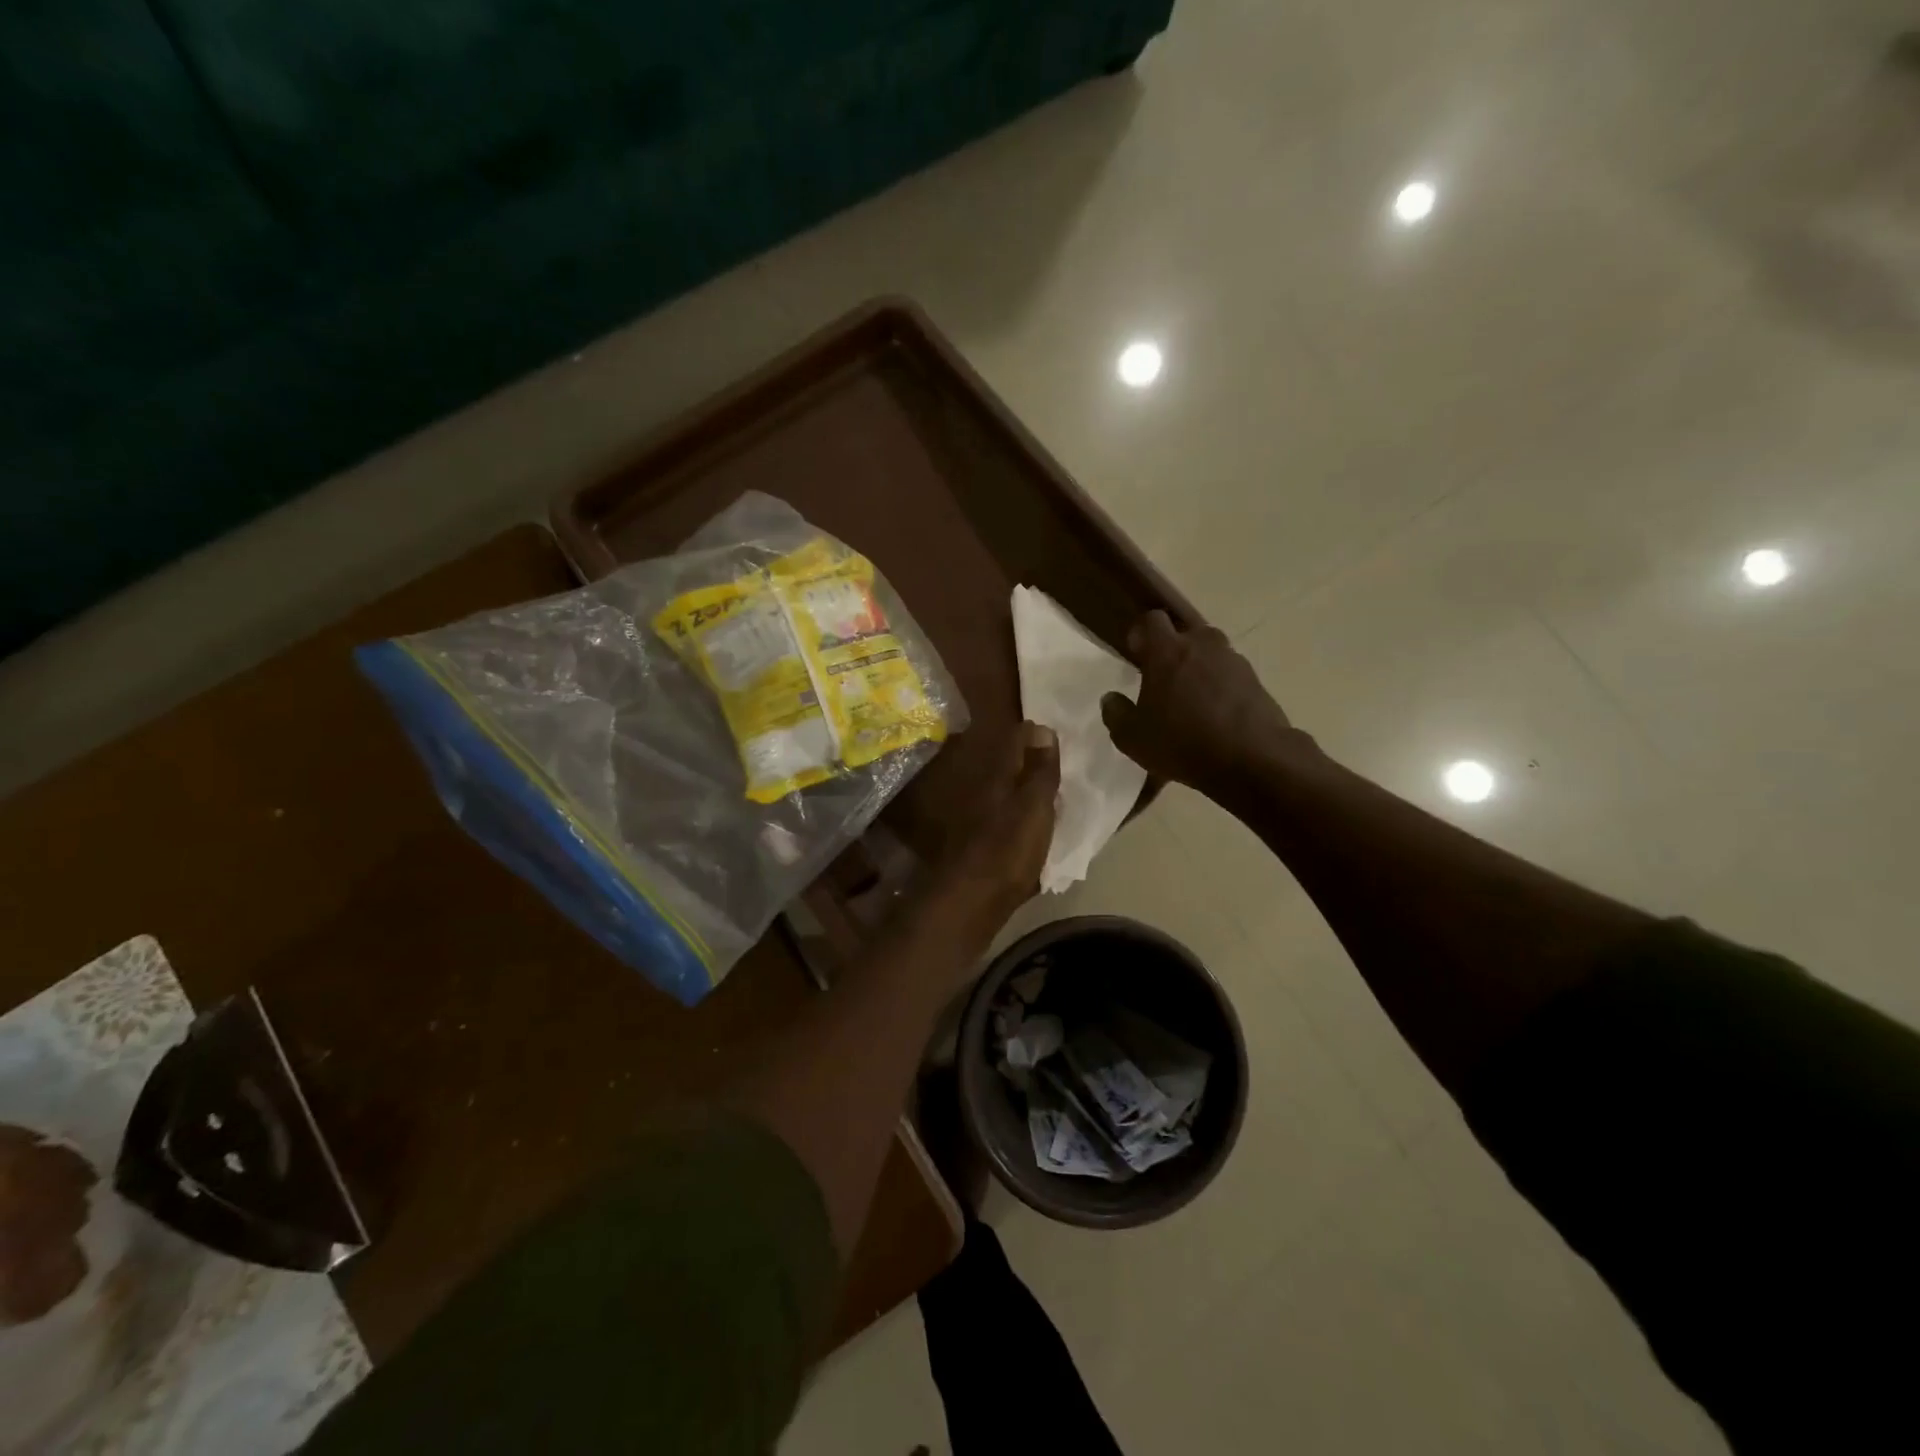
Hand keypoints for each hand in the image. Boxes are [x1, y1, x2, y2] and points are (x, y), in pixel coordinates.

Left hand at [937, 722, 1059, 931]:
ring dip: (1022, 786)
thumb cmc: (1008, 849)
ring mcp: (976, 817)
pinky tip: (1029, 823)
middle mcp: (980, 789)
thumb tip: (1042, 727)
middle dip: (1027, 758)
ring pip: (1002, 790)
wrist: (971, 901)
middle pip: (1006, 765)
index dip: (1033, 733)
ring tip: (1047, 789)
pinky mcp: (978, 843)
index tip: (1052, 730)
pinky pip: (1002, 817)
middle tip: (1054, 756)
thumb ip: (1040, 770)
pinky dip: (1016, 813)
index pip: (1015, 739)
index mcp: (995, 775)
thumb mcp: (1034, 807)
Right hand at [1101, 611, 1294, 795]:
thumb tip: (1111, 698)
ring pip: (1211, 656)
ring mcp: (1234, 662)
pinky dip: (1221, 691)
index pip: (1151, 620)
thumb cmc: (1182, 742)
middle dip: (1174, 652)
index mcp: (1167, 651)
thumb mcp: (1133, 738)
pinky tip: (1216, 720)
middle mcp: (1202, 646)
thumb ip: (1116, 714)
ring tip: (1192, 703)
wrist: (1253, 759)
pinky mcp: (1257, 682)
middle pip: (1186, 635)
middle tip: (1164, 680)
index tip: (1136, 654)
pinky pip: (1231, 678)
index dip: (1142, 633)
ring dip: (1200, 671)